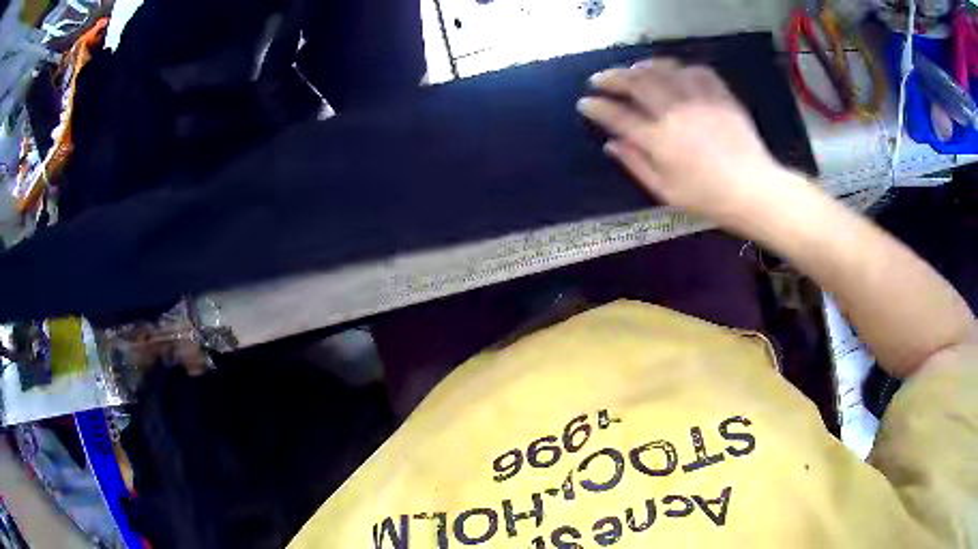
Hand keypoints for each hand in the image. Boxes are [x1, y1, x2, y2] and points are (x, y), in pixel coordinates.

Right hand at [577, 59, 787, 231]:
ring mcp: (698, 99)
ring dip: (642, 66)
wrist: (753, 189)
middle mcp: (675, 111)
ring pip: (663, 69)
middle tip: (600, 79)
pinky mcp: (720, 94)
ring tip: (633, 69)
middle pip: (636, 83)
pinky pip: (695, 70)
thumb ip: (636, 165)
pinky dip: (680, 68)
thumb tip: (611, 144)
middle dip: (612, 78)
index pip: (618, 116)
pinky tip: (675, 73)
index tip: (585, 102)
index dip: (597, 107)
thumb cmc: (708, 198)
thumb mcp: (666, 192)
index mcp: (659, 140)